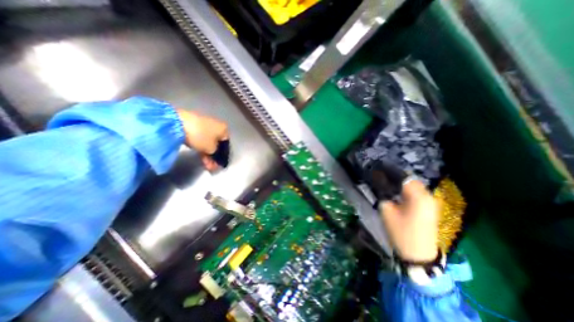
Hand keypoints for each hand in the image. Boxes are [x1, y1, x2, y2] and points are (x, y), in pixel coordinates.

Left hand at [176, 109, 227, 170]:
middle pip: (217, 144)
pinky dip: (201, 147)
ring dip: (207, 154)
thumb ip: (216, 155)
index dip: (223, 155)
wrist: (177, 123)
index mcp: (224, 129)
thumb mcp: (211, 149)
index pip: (226, 145)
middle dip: (214, 156)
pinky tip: (200, 155)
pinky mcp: (194, 125)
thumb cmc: (201, 136)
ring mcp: (205, 124)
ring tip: (205, 164)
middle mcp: (217, 125)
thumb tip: (215, 157)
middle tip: (211, 166)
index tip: (219, 164)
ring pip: (208, 142)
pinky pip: (201, 139)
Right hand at [380, 180, 440, 262]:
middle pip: (411, 181)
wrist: (418, 254)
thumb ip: (384, 195)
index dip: (391, 174)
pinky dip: (408, 192)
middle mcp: (429, 197)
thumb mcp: (387, 211)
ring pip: (415, 187)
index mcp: (418, 197)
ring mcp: (432, 203)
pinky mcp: (431, 209)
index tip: (380, 173)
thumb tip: (381, 185)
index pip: (404, 177)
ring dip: (403, 186)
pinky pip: (419, 194)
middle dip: (397, 179)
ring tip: (390, 188)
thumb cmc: (401, 232)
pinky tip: (399, 196)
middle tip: (384, 181)